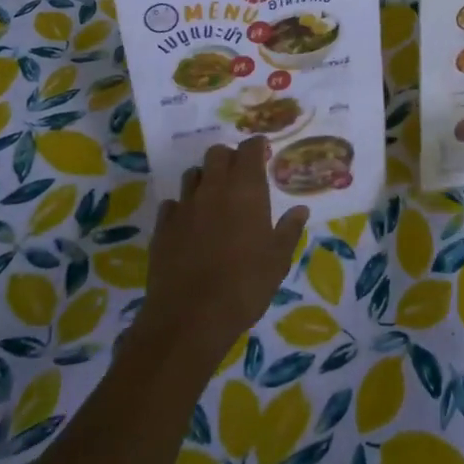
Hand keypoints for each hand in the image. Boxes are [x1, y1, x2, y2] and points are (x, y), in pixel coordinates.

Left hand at [138, 138, 307, 370]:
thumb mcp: (278, 260)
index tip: (263, 152)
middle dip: (229, 158)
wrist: (190, 317)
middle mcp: (213, 188)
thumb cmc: (245, 285)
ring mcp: (184, 205)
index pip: (249, 149)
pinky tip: (189, 224)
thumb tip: (301, 209)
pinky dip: (182, 207)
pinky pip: (172, 204)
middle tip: (240, 175)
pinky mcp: (163, 226)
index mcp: (245, 189)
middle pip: (217, 153)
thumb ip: (289, 229)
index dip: (257, 147)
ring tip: (214, 199)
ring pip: (192, 174)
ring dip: (204, 179)